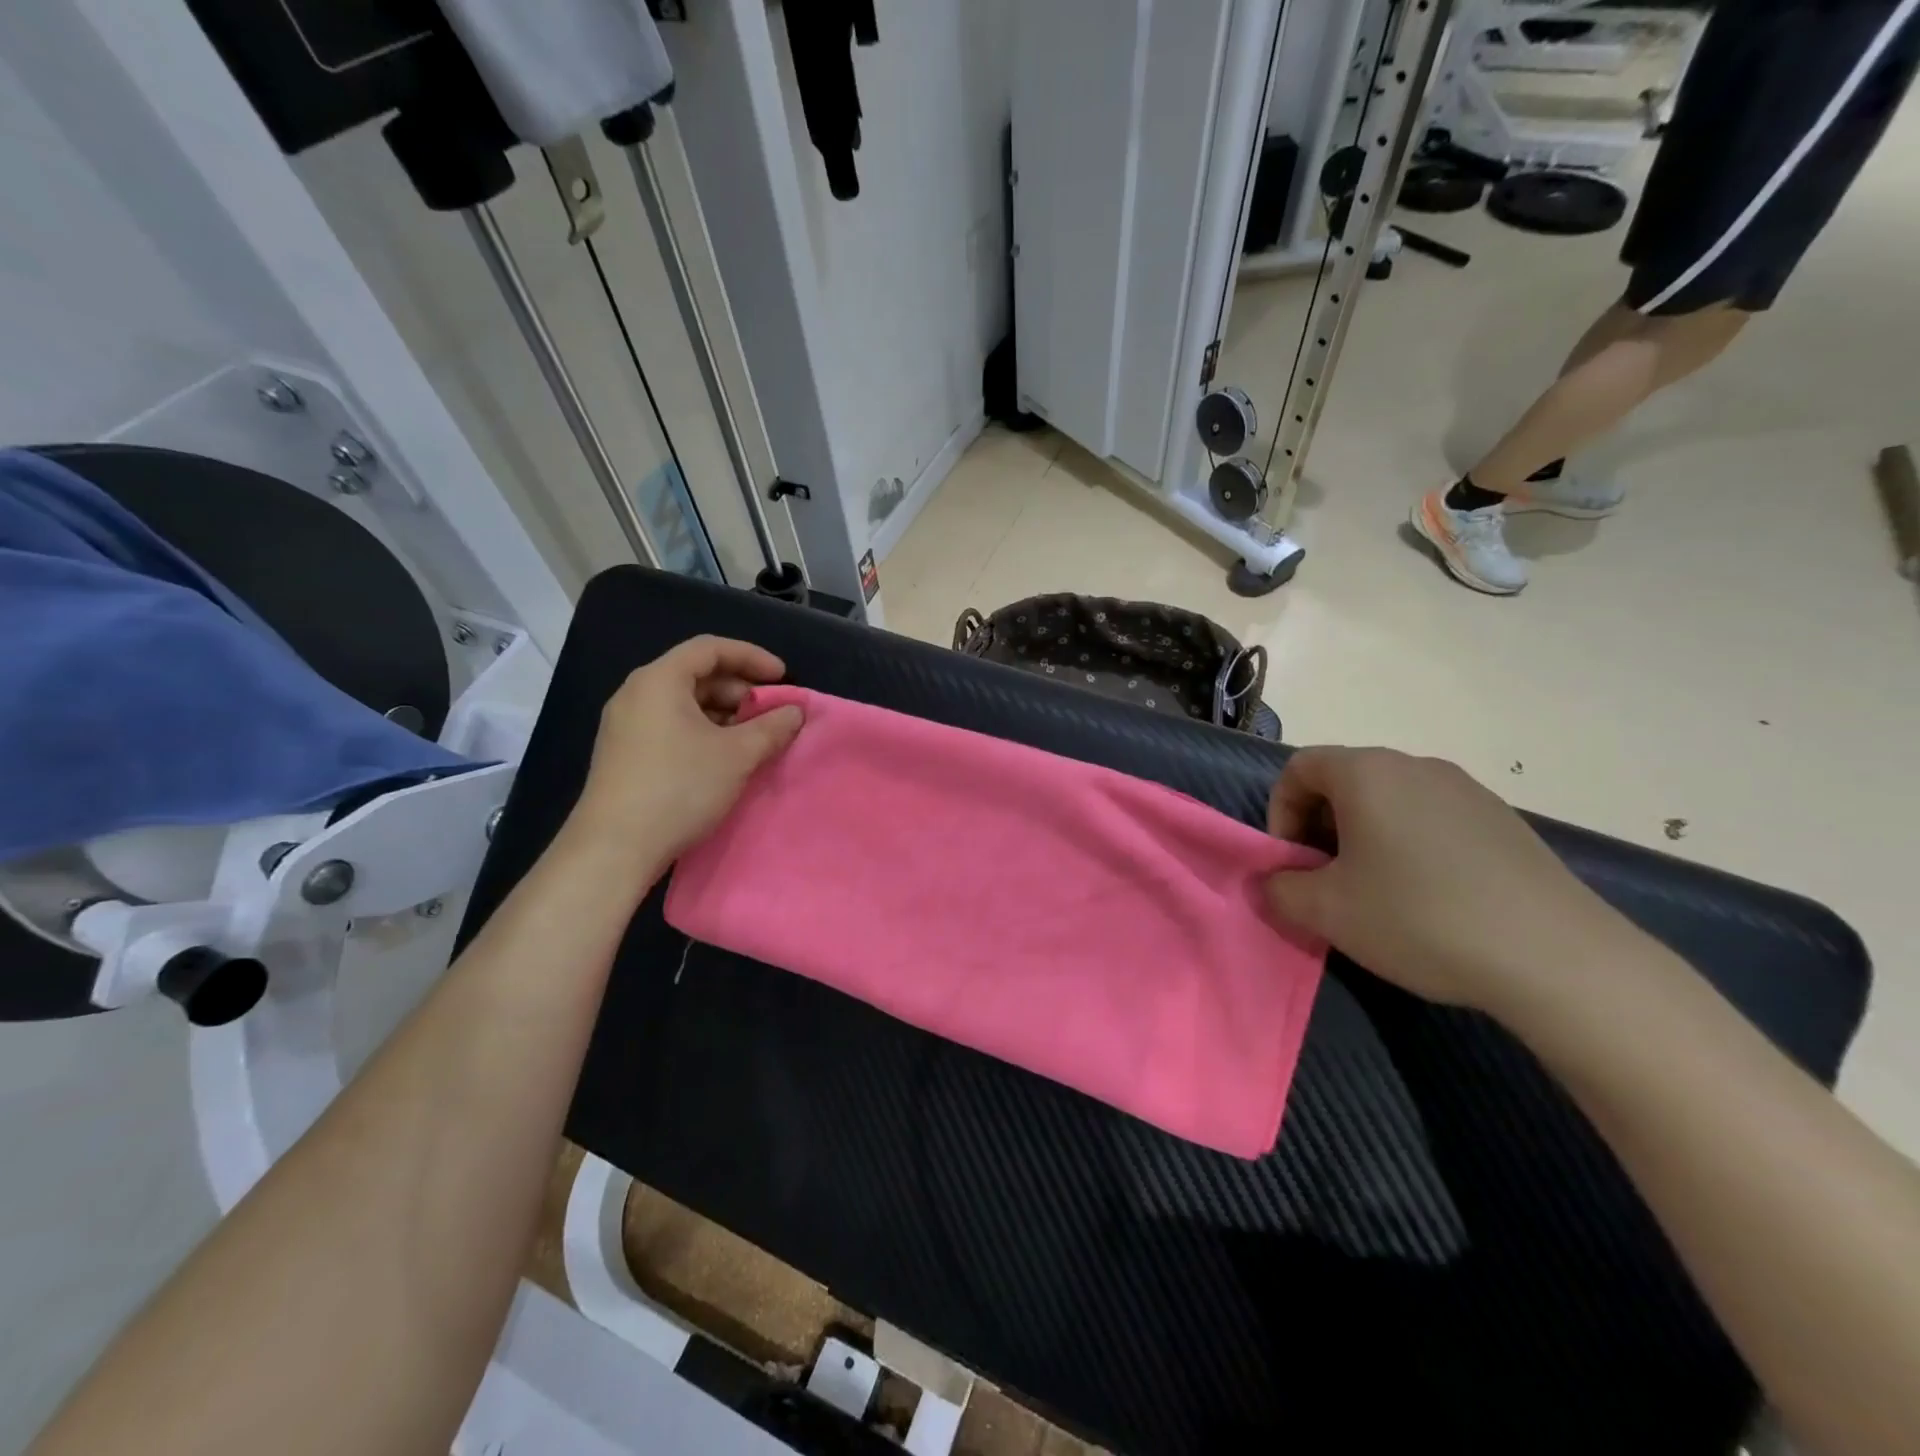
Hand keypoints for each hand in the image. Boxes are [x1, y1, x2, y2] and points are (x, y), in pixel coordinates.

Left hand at [567, 636, 803, 865]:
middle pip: (697, 675)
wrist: (614, 847)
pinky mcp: (625, 753)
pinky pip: (671, 726)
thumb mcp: (737, 755)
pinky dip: (703, 732)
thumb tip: (795, 712)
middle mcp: (637, 694)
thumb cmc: (680, 787)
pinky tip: (724, 759)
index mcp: (659, 680)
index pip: (710, 649)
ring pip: (685, 704)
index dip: (752, 657)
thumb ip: (772, 727)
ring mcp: (626, 725)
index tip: (783, 678)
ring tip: (754, 739)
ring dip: (725, 715)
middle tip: (771, 714)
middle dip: (741, 690)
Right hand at [1263, 747, 1630, 1013]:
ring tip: (1376, 892)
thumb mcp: (1326, 912)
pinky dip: (1410, 846)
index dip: (1280, 812)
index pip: (1299, 767)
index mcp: (1367, 773)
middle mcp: (1416, 767)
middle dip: (1320, 827)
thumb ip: (1279, 890)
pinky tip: (1430, 898)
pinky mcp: (1505, 821)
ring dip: (1364, 837)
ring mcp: (1467, 791)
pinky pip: (1433, 819)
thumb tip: (1271, 883)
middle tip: (1326, 880)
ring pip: (1390, 801)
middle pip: (1344, 781)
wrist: (1557, 958)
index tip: (1293, 861)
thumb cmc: (1420, 918)